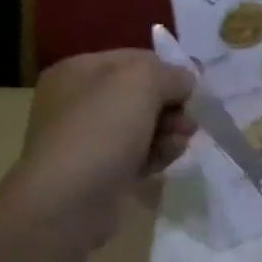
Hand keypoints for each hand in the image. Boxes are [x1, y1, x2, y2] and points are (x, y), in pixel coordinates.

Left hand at [11, 49, 195, 226]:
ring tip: (178, 144)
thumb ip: (170, 74)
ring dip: (167, 132)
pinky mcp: (97, 173)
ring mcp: (85, 139)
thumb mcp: (141, 82)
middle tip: (187, 123)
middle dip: (170, 106)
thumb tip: (184, 81)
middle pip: (139, 94)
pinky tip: (165, 162)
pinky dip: (154, 155)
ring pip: (141, 126)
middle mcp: (76, 102)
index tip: (194, 88)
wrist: (67, 203)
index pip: (134, 59)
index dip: (167, 70)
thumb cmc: (101, 129)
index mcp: (77, 70)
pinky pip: (135, 155)